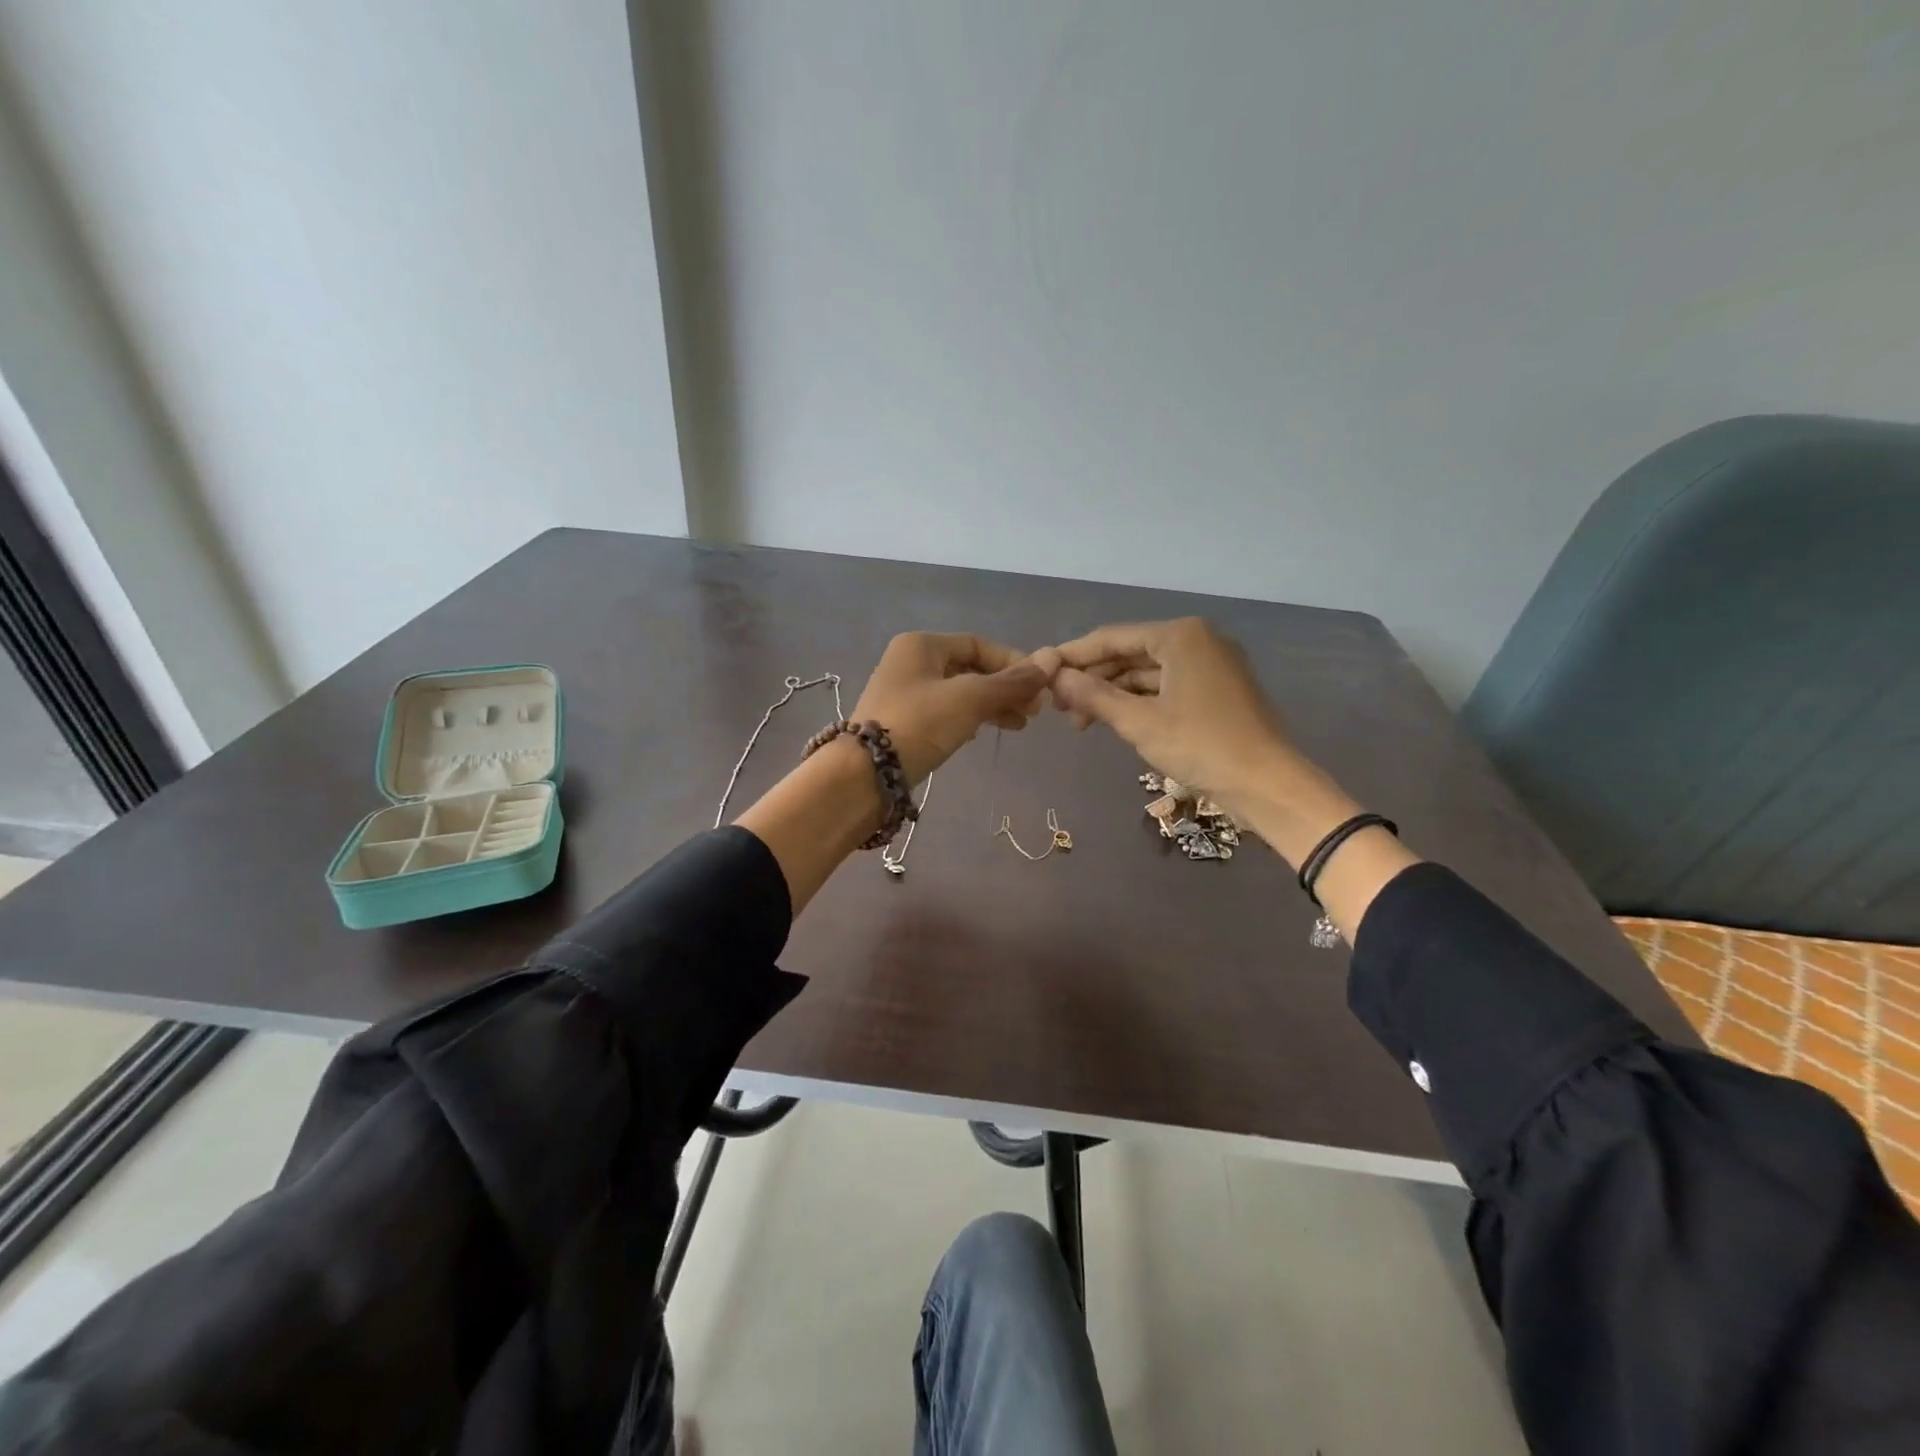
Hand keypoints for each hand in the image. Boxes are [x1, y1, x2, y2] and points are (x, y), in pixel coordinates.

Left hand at [849, 633, 1050, 782]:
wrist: (865, 774)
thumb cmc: (919, 724)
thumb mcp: (970, 699)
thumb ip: (1011, 682)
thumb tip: (1051, 661)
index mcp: (921, 645)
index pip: (978, 645)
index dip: (1013, 662)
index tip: (1040, 686)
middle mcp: (910, 662)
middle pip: (970, 668)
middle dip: (1005, 688)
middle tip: (1034, 711)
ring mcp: (904, 693)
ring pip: (959, 692)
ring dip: (991, 705)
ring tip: (1019, 725)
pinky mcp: (903, 721)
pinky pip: (946, 711)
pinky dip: (969, 718)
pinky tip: (984, 732)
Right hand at [1047, 618, 1302, 818]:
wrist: (1267, 785)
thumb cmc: (1200, 746)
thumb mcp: (1139, 722)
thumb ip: (1094, 696)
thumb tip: (1056, 678)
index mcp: (1180, 636)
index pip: (1113, 637)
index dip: (1074, 656)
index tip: (1042, 672)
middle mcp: (1197, 640)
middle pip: (1130, 653)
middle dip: (1094, 679)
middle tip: (1059, 707)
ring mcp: (1211, 665)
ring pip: (1148, 673)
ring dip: (1114, 694)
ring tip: (1081, 722)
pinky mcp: (1218, 690)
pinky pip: (1167, 687)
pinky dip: (1140, 702)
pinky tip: (1116, 721)